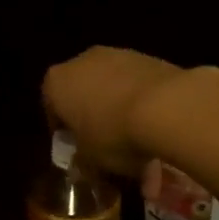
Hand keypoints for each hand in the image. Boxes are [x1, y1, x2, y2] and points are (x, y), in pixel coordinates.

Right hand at [42, 46, 190, 179]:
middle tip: (106, 145)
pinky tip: (157, 130)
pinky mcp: (148, 58)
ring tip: (139, 143)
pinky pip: (138, 86)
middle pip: (83, 93)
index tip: (76, 149)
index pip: (51, 107)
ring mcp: (117, 55)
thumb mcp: (91, 160)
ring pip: (113, 88)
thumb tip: (83, 165)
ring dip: (121, 112)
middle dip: (94, 118)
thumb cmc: (114, 134)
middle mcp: (83, 61)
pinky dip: (143, 104)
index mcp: (57, 83)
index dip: (63, 131)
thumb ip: (82, 161)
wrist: (167, 106)